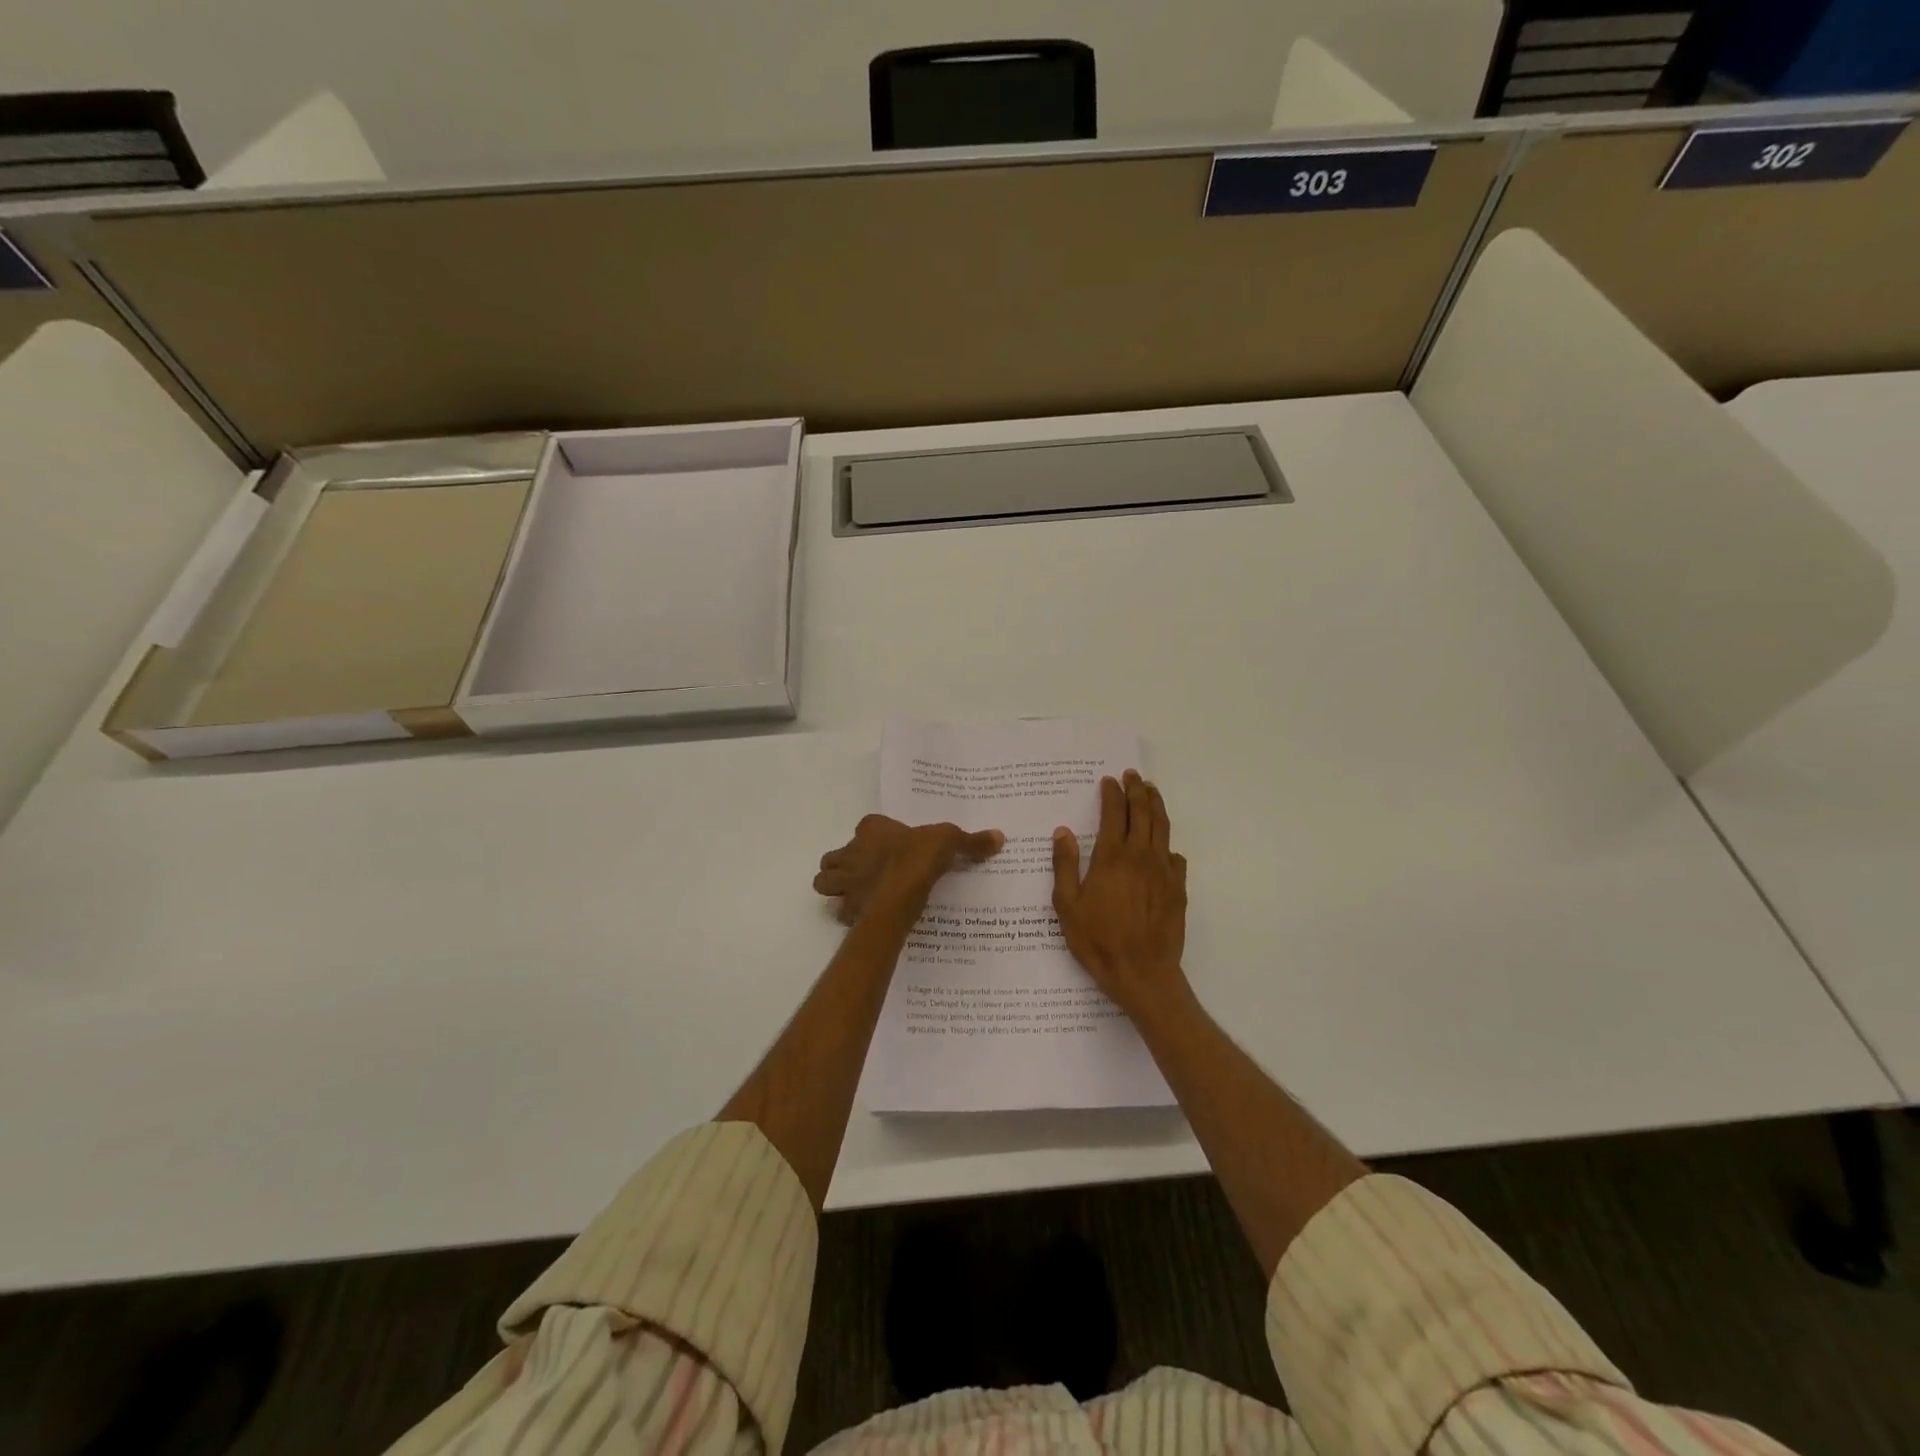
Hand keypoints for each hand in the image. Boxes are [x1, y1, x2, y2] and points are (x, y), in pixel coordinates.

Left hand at [813, 815, 1002, 925]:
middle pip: (836, 856)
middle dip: (844, 864)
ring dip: (837, 886)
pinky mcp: (847, 908)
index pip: (866, 826)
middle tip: (867, 872)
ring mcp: (845, 882)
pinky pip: (840, 911)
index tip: (888, 844)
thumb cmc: (918, 859)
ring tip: (858, 893)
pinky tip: (865, 917)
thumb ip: (971, 841)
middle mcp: (851, 852)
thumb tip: (999, 836)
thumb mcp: (950, 841)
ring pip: (826, 881)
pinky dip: (848, 914)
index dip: (874, 834)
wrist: (899, 895)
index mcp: (872, 830)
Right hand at [1052, 770, 1187, 1014]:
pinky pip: (1175, 857)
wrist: (1142, 973)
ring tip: (1151, 791)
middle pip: (1143, 813)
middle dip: (1137, 790)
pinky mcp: (1178, 889)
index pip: (1115, 814)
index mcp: (1112, 857)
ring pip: (1163, 828)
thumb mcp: (1067, 905)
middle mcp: (1141, 856)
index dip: (1112, 794)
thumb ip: (1065, 865)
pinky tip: (1164, 846)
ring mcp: (1164, 871)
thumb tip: (1063, 832)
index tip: (1110, 780)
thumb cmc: (1098, 940)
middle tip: (1133, 775)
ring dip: (1156, 806)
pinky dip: (1167, 844)